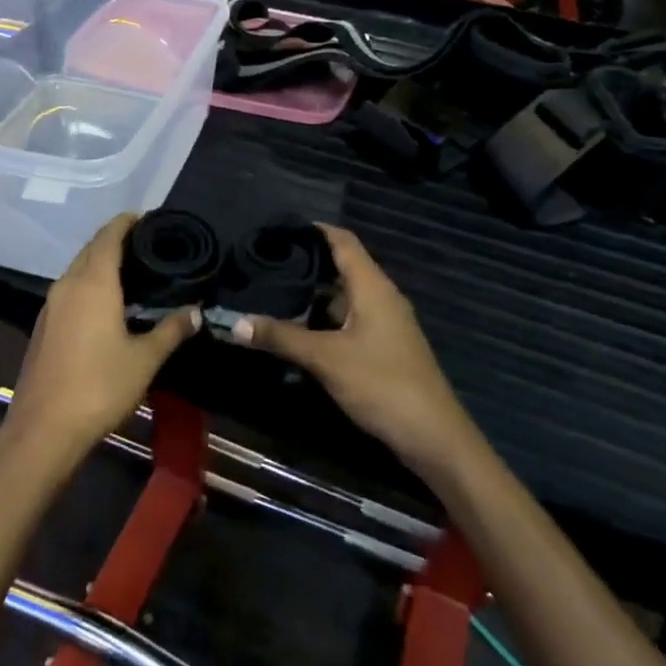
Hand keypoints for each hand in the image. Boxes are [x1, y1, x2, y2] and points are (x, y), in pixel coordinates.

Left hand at [3, 215, 199, 466]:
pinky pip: (69, 291)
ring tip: (132, 272)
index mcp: (93, 283)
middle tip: (146, 246)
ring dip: (100, 264)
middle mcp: (67, 285)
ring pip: (77, 270)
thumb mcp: (145, 359)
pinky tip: (107, 304)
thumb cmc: (100, 386)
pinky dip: (89, 285)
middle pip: (91, 250)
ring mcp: (51, 305)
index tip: (147, 219)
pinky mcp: (44, 326)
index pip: (109, 237)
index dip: (126, 222)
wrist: (45, 427)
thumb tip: (196, 312)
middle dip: (115, 241)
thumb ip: (171, 330)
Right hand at [227, 225, 463, 463]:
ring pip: (341, 297)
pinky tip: (293, 328)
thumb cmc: (382, 384)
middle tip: (262, 262)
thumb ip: (281, 337)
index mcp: (373, 288)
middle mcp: (380, 298)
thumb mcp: (325, 358)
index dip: (313, 230)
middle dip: (303, 263)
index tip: (277, 228)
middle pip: (339, 268)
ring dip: (309, 295)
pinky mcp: (379, 348)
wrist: (432, 437)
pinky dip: (319, 319)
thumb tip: (234, 323)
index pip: (342, 242)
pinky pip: (345, 321)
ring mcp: (382, 324)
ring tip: (269, 291)